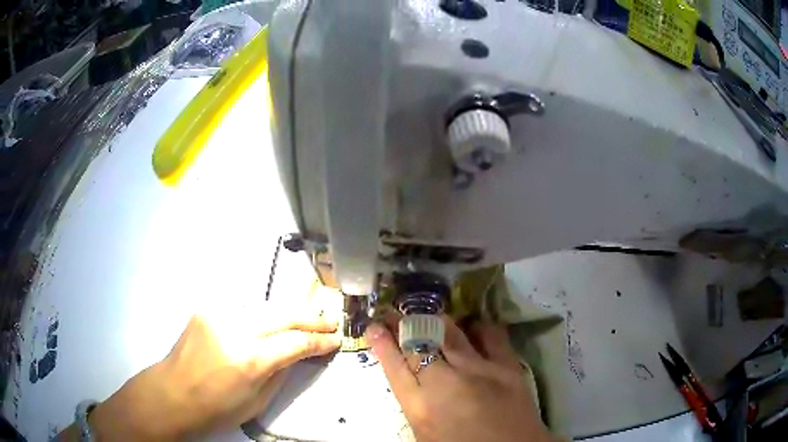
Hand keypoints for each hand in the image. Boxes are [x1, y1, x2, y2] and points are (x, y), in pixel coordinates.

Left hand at [64, 302, 340, 440]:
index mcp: (248, 359)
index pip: (295, 342)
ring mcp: (217, 313)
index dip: (320, 341)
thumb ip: (281, 372)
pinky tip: (268, 324)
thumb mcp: (257, 400)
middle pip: (282, 314)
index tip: (336, 340)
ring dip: (286, 313)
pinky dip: (260, 315)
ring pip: (263, 306)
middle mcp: (233, 329)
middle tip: (330, 321)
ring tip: (305, 319)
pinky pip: (243, 308)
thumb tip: (297, 352)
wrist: (172, 394)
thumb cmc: (216, 408)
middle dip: (310, 317)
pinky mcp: (206, 309)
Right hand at [366, 316, 551, 441]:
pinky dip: (478, 327)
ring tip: (426, 313)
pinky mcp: (508, 365)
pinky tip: (472, 325)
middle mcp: (446, 382)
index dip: (382, 343)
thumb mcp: (425, 433)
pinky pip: (490, 335)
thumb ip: (415, 404)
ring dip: (434, 319)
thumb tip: (408, 376)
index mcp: (420, 407)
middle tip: (394, 314)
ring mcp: (479, 369)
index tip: (373, 326)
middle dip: (402, 324)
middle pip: (418, 343)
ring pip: (450, 333)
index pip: (394, 366)